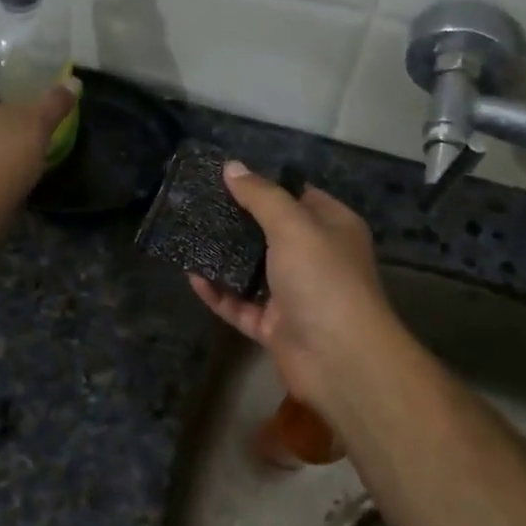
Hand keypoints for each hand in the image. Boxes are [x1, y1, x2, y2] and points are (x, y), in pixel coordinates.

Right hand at [189, 162, 403, 427]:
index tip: (226, 175)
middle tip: (196, 204)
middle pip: (269, 232)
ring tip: (187, 235)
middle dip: (235, 220)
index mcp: (332, 228)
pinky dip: (218, 293)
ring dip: (222, 257)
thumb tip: (231, 167)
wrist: (338, 358)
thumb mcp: (293, 226)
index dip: (264, 184)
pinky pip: (240, 304)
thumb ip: (261, 196)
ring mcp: (293, 294)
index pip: (297, 196)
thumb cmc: (322, 278)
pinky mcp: (273, 325)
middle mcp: (315, 257)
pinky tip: (191, 276)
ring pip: (251, 270)